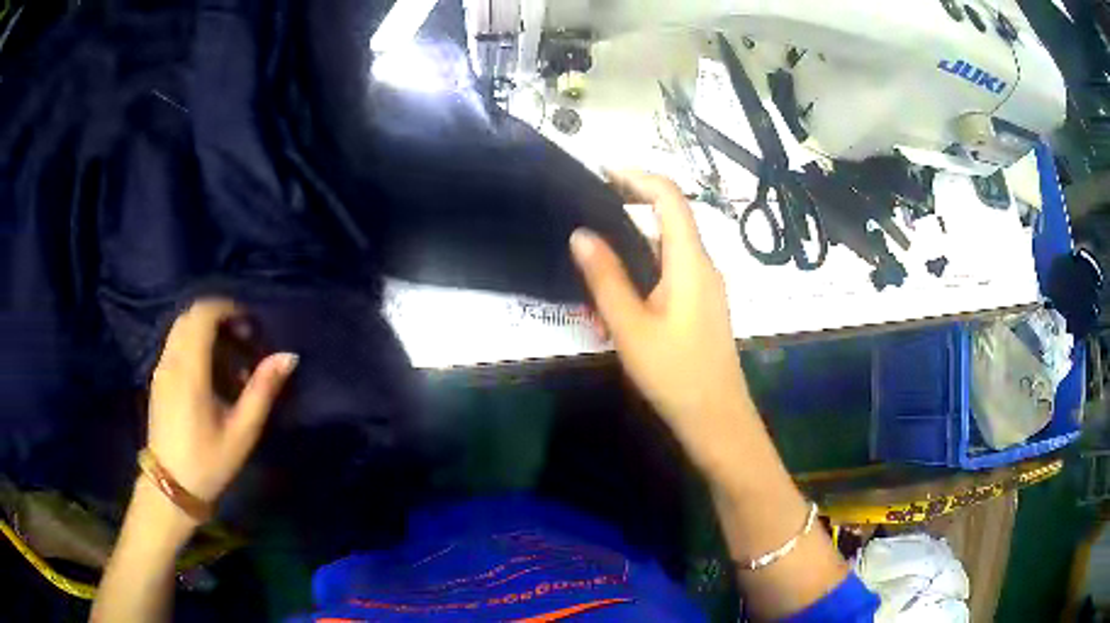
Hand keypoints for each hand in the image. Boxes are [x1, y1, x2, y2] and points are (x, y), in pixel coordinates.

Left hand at [147, 299, 297, 510]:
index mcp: (190, 370)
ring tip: (230, 360)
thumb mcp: (241, 432)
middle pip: (191, 316)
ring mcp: (161, 369)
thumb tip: (288, 356)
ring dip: (206, 332)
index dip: (228, 309)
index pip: (203, 314)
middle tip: (243, 340)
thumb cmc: (208, 462)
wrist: (171, 488)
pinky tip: (211, 375)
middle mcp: (171, 361)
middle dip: (219, 318)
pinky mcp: (158, 379)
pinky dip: (195, 345)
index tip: (250, 325)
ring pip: (182, 329)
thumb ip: (262, 390)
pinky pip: (176, 345)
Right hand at [571, 171, 753, 466]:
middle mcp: (703, 265)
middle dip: (626, 212)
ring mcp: (704, 286)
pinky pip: (669, 274)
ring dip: (629, 252)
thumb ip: (606, 278)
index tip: (601, 173)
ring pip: (664, 250)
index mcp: (690, 261)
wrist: (716, 419)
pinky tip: (615, 307)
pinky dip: (641, 276)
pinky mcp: (700, 305)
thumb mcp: (631, 326)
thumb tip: (581, 234)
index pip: (669, 197)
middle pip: (667, 219)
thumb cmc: (675, 374)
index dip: (637, 177)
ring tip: (592, 273)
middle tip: (586, 222)